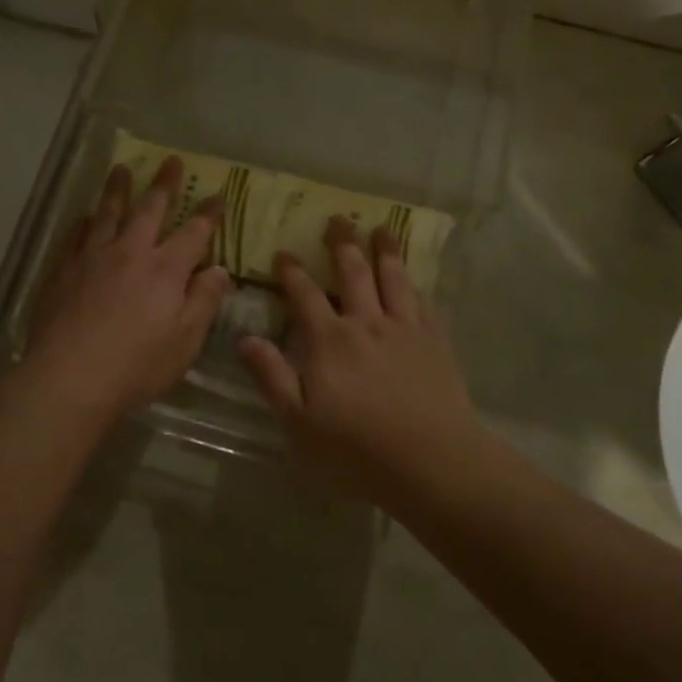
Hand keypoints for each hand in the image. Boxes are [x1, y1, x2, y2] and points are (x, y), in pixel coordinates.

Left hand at [16, 156, 231, 427]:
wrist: (69, 379)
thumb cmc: (137, 366)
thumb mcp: (185, 341)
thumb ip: (204, 301)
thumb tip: (219, 270)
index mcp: (165, 269)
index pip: (194, 233)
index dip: (209, 214)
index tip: (217, 195)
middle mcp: (130, 252)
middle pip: (150, 209)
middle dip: (163, 184)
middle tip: (169, 160)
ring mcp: (92, 258)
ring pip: (108, 213)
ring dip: (118, 189)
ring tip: (121, 169)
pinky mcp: (62, 271)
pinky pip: (75, 236)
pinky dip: (84, 222)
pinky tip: (86, 217)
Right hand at [238, 217, 481, 497]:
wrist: (431, 462)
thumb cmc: (356, 449)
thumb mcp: (299, 422)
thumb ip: (272, 377)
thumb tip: (246, 339)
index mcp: (330, 340)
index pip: (305, 295)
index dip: (292, 272)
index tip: (283, 253)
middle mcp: (367, 323)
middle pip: (353, 272)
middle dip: (342, 243)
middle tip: (337, 219)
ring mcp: (405, 329)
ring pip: (394, 278)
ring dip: (385, 250)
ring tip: (380, 229)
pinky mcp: (436, 342)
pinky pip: (424, 302)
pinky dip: (416, 284)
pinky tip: (416, 278)